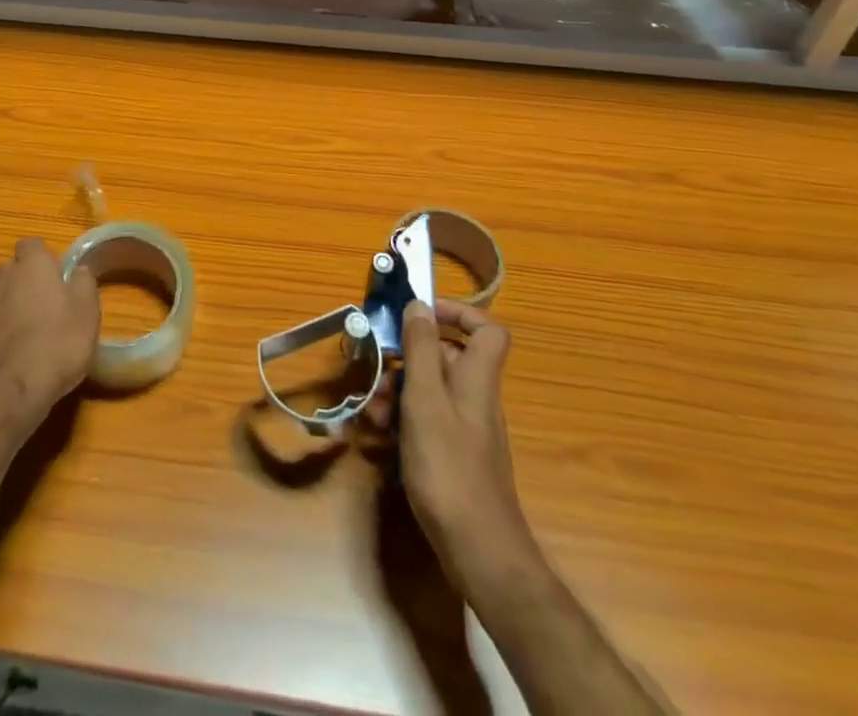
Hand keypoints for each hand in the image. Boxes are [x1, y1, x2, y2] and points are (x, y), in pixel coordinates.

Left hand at [0, 238, 99, 432]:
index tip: (58, 273)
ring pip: (0, 297)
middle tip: (47, 300)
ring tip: (34, 330)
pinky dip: (2, 332)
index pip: (31, 244)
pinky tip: (17, 354)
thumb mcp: (88, 311)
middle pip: (11, 268)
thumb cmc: (59, 342)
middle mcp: (3, 281)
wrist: (13, 392)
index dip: (43, 256)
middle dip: (25, 278)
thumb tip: (79, 270)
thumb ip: (84, 283)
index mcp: (32, 267)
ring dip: (13, 306)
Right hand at [369, 299, 529, 594]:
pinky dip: (402, 424)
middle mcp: (475, 397)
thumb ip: (421, 349)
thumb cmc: (449, 466)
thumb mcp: (425, 399)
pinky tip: (378, 442)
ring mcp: (466, 429)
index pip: (486, 330)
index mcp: (476, 377)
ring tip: (371, 414)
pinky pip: (427, 423)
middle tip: (376, 371)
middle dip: (406, 360)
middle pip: (446, 359)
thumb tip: (420, 304)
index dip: (458, 313)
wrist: (479, 552)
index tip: (420, 315)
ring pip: (430, 391)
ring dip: (397, 394)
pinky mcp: (453, 457)